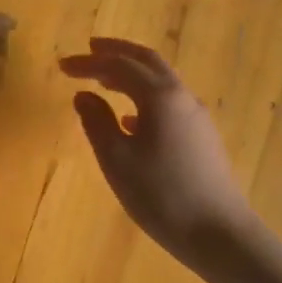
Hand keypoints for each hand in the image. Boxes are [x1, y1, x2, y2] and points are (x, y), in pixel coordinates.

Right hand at [61, 36, 281, 282]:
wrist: (219, 233)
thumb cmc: (161, 195)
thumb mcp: (117, 160)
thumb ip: (96, 122)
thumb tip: (83, 96)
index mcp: (160, 96)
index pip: (119, 66)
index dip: (89, 62)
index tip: (62, 65)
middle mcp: (182, 97)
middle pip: (147, 61)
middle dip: (117, 52)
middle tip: (90, 49)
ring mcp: (196, 116)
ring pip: (161, 81)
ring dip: (131, 74)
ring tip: (104, 80)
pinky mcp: (202, 137)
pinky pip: (169, 103)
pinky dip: (144, 97)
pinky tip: (130, 119)